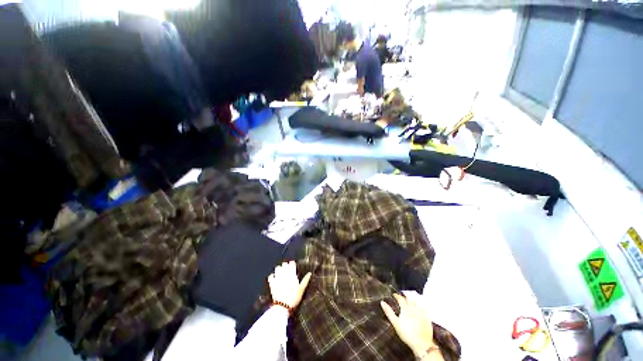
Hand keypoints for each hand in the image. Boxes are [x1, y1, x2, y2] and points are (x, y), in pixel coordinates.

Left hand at [268, 261, 311, 310]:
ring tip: (281, 272)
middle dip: (285, 265)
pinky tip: (274, 278)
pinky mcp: (272, 283)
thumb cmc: (294, 297)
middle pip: (284, 264)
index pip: (292, 264)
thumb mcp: (302, 289)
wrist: (283, 307)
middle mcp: (284, 274)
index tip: (293, 265)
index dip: (292, 263)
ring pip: (277, 268)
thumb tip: (310, 273)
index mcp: (292, 274)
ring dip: (279, 269)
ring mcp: (277, 278)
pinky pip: (271, 276)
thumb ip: (305, 280)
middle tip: (287, 268)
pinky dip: (272, 276)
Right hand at [381, 294, 436, 357]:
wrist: (422, 344)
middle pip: (409, 298)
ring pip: (417, 302)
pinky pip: (424, 308)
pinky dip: (420, 304)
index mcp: (405, 308)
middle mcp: (414, 308)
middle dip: (405, 295)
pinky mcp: (427, 317)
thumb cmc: (407, 334)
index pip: (400, 299)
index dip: (397, 296)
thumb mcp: (395, 323)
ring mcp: (421, 312)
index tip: (394, 294)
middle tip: (402, 295)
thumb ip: (389, 312)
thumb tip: (382, 302)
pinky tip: (420, 306)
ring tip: (410, 298)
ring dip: (413, 299)